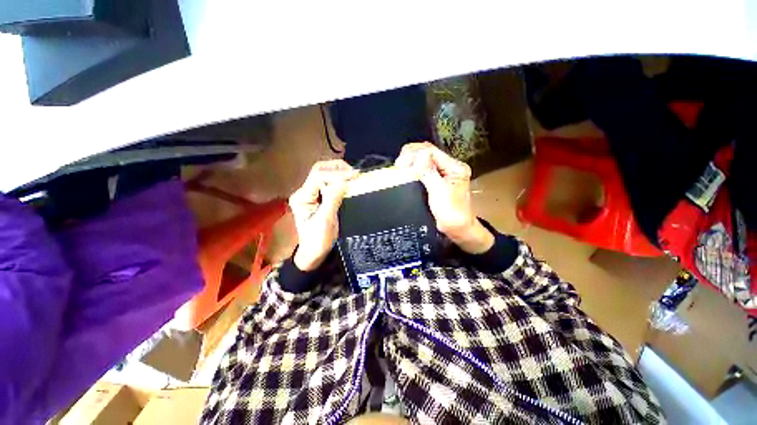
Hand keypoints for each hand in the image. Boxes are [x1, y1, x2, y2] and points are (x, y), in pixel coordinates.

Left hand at [288, 160, 357, 270]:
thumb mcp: (326, 221)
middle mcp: (305, 192)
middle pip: (319, 170)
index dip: (336, 175)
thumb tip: (344, 182)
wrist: (314, 252)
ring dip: (338, 171)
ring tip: (353, 175)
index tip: (353, 176)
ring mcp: (312, 193)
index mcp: (302, 197)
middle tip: (354, 173)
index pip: (318, 177)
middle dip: (337, 168)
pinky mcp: (320, 196)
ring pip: (324, 173)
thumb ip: (333, 199)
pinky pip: (329, 182)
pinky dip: (340, 178)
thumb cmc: (318, 240)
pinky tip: (349, 180)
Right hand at [395, 142, 493, 253]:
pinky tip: (406, 172)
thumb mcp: (439, 191)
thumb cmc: (451, 213)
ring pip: (424, 160)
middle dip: (411, 155)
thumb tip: (419, 154)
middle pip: (428, 152)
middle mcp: (449, 167)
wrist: (458, 229)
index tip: (400, 163)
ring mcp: (443, 174)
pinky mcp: (437, 181)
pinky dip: (414, 169)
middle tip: (399, 165)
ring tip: (400, 167)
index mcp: (454, 167)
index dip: (414, 153)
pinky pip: (424, 170)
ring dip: (411, 161)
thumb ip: (429, 172)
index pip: (432, 151)